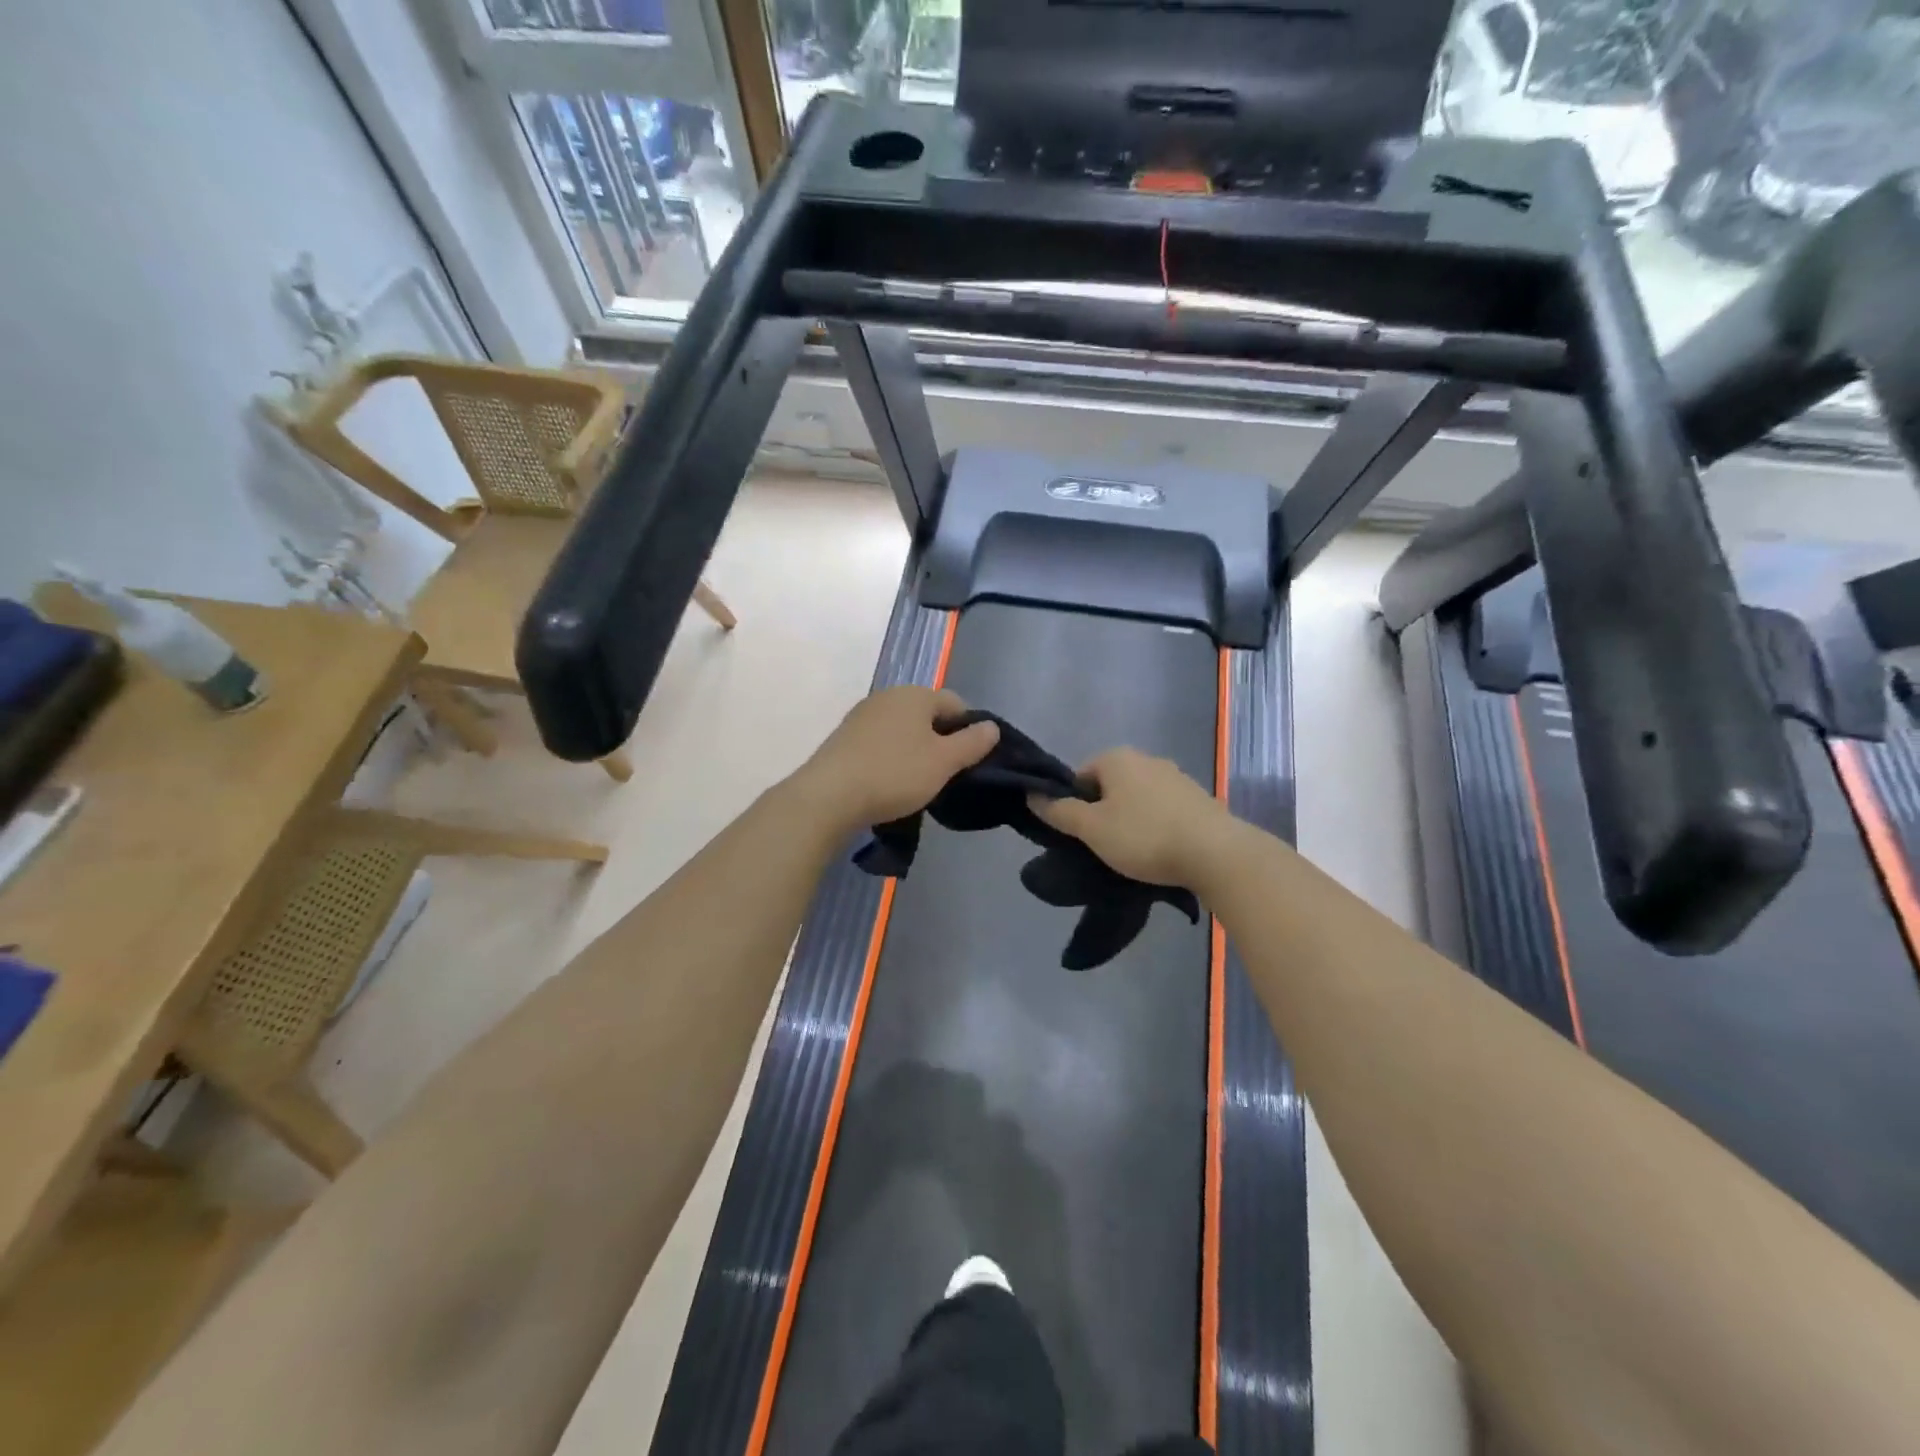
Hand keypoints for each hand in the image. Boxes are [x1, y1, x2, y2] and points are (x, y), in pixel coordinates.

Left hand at [793, 687, 999, 833]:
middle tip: (945, 774)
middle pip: (927, 715)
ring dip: (915, 750)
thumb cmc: (895, 774)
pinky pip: (880, 742)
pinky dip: (890, 757)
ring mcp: (862, 715)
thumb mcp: (943, 762)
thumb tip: (991, 726)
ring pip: (903, 729)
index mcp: (915, 694)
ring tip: (917, 782)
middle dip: (940, 740)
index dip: (969, 730)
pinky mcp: (844, 737)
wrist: (829, 796)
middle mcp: (888, 696)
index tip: (970, 761)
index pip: (956, 704)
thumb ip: (972, 742)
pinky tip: (888, 782)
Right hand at [1029, 748, 1231, 887]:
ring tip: (1134, 853)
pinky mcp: (1199, 798)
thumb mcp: (1092, 829)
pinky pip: (1165, 810)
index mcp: (1117, 758)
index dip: (1074, 806)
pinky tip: (1162, 851)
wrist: (1216, 854)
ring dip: (1132, 821)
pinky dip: (1157, 826)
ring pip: (1138, 799)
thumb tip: (1031, 794)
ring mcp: (1177, 777)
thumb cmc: (1144, 836)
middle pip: (1110, 787)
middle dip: (1104, 813)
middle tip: (1104, 846)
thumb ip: (1059, 811)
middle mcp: (1147, 759)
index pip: (1080, 776)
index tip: (1081, 835)